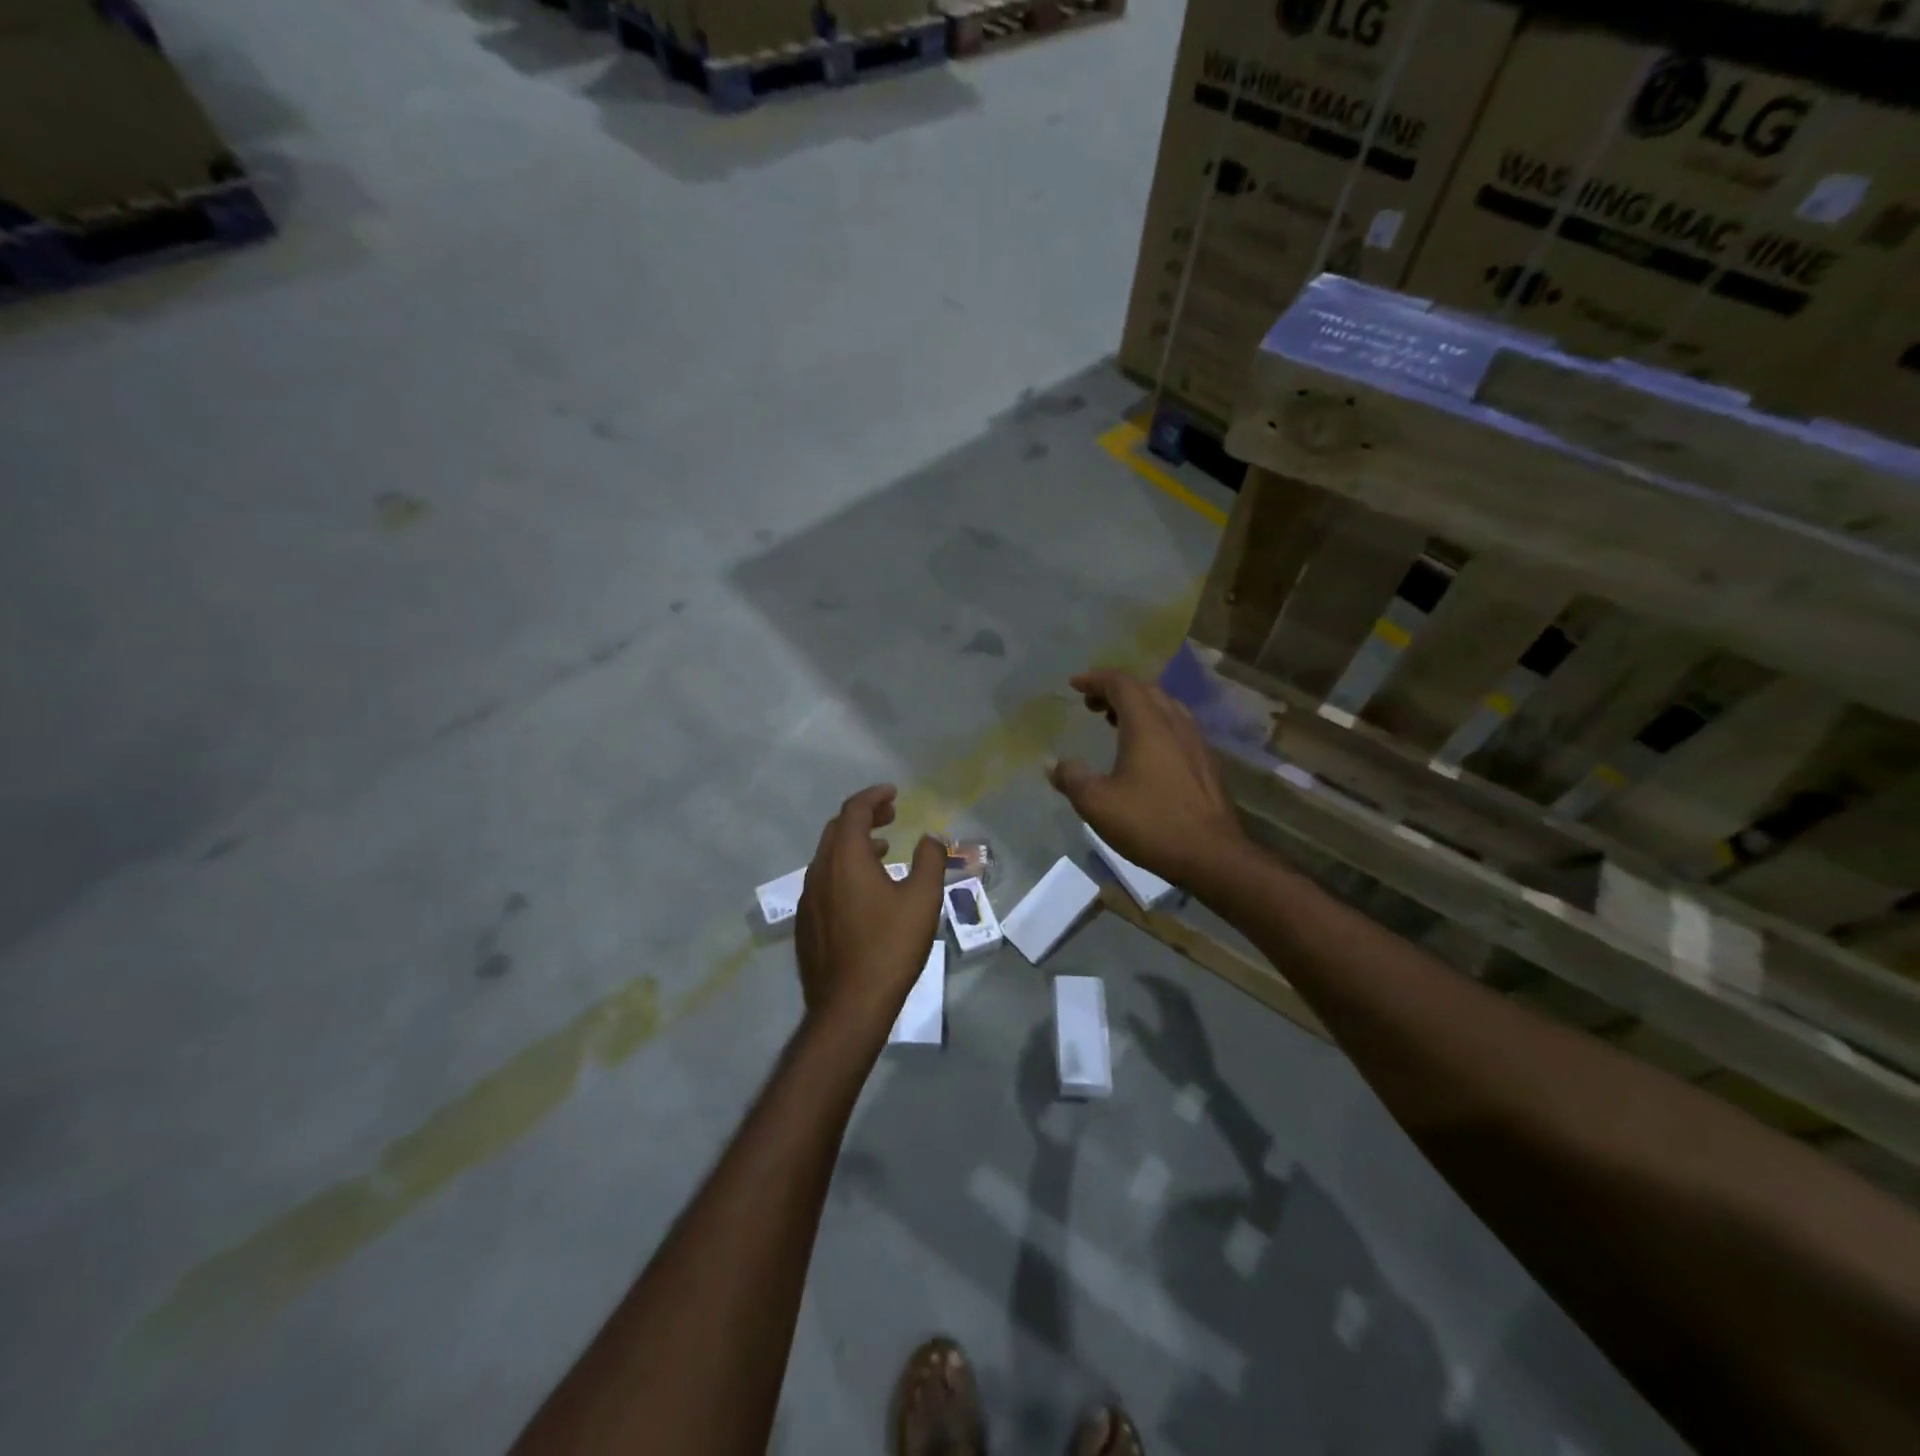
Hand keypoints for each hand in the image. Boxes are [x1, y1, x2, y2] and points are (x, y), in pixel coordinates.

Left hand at [794, 785, 946, 1031]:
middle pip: (837, 829)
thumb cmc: (890, 947)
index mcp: (845, 858)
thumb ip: (930, 860)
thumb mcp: (923, 899)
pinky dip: (845, 870)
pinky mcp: (807, 924)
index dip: (874, 796)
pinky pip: (824, 882)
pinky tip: (865, 891)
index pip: (853, 810)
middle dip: (864, 816)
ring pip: (828, 857)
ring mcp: (809, 899)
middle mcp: (819, 871)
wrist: (849, 1005)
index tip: (893, 793)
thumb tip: (931, 837)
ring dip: (855, 844)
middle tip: (890, 816)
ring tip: (884, 849)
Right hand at [1046, 669, 1245, 884]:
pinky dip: (1154, 725)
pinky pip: (1177, 728)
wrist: (1212, 855)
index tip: (1075, 685)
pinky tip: (1145, 752)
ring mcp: (1196, 742)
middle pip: (1145, 690)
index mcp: (1147, 724)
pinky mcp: (1206, 763)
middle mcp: (1175, 723)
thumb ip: (1071, 778)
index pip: (1121, 683)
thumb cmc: (1150, 823)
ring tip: (1114, 722)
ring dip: (1137, 707)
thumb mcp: (1097, 803)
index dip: (1095, 679)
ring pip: (1165, 708)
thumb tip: (1052, 764)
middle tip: (1091, 704)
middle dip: (1115, 690)